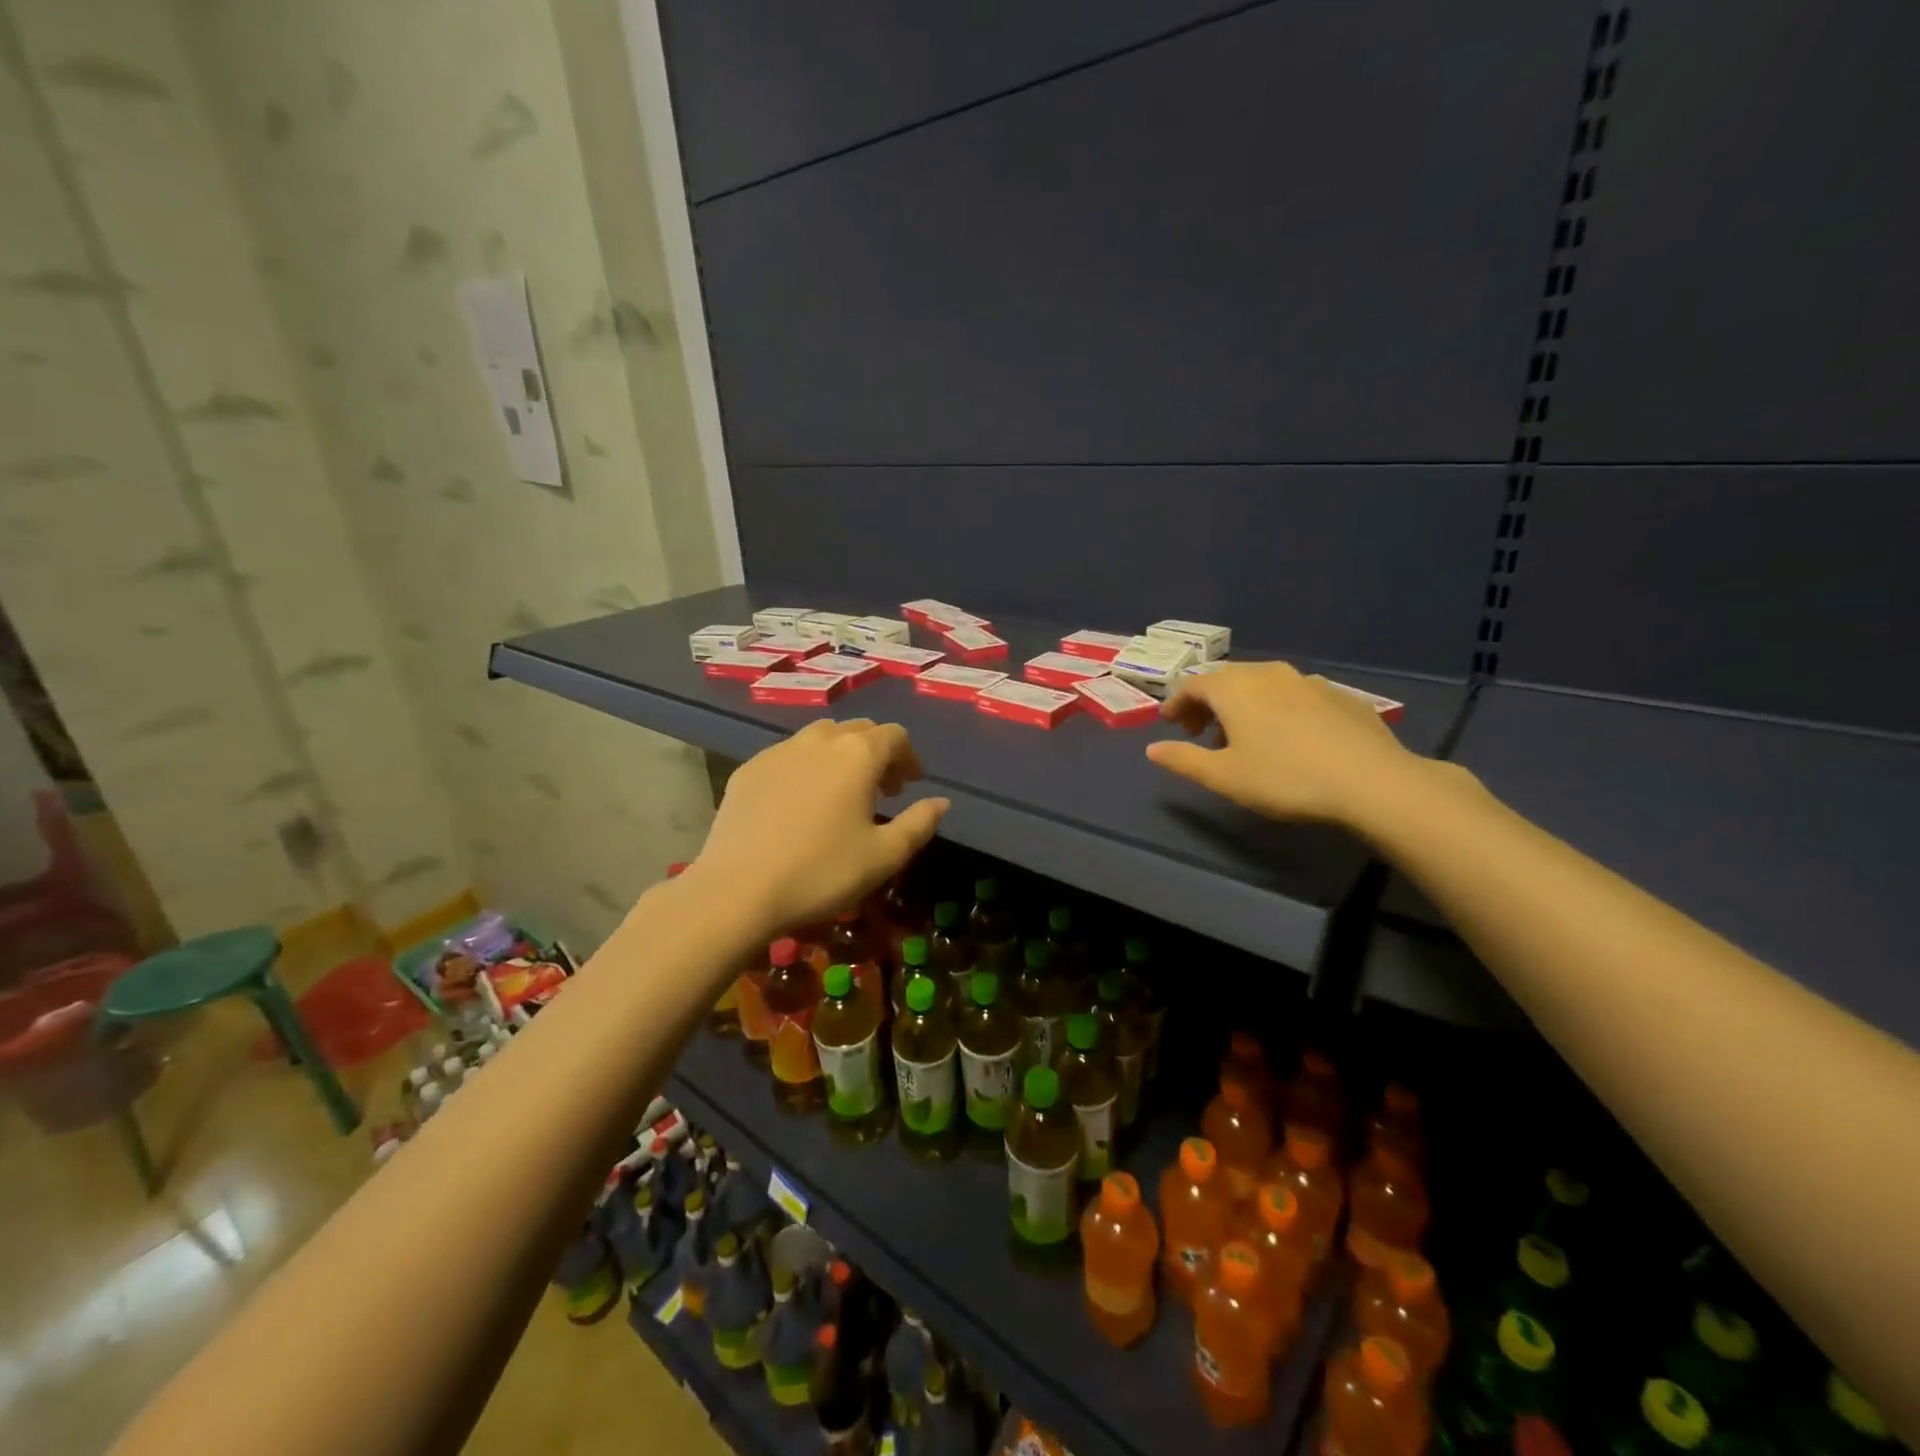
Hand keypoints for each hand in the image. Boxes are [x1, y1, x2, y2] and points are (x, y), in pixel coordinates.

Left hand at [692, 719, 949, 936]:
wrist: (738, 889)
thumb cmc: (822, 872)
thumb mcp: (884, 856)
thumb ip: (919, 823)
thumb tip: (941, 802)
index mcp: (858, 754)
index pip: (894, 736)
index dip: (908, 757)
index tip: (910, 785)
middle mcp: (820, 740)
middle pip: (858, 730)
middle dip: (877, 753)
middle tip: (882, 789)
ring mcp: (779, 751)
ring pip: (821, 737)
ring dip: (841, 756)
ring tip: (842, 792)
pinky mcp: (749, 769)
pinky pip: (788, 755)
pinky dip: (806, 767)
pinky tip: (800, 803)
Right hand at [1145, 662, 1422, 828]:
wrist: (1372, 781)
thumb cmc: (1284, 778)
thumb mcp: (1224, 777)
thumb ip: (1183, 760)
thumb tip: (1152, 749)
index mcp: (1235, 689)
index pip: (1194, 684)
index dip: (1177, 703)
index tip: (1170, 724)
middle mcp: (1269, 673)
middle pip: (1227, 679)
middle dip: (1208, 702)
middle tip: (1201, 732)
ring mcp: (1308, 681)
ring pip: (1263, 684)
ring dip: (1243, 705)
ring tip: (1243, 737)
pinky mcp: (1340, 695)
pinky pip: (1294, 694)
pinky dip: (1277, 708)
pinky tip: (1288, 736)